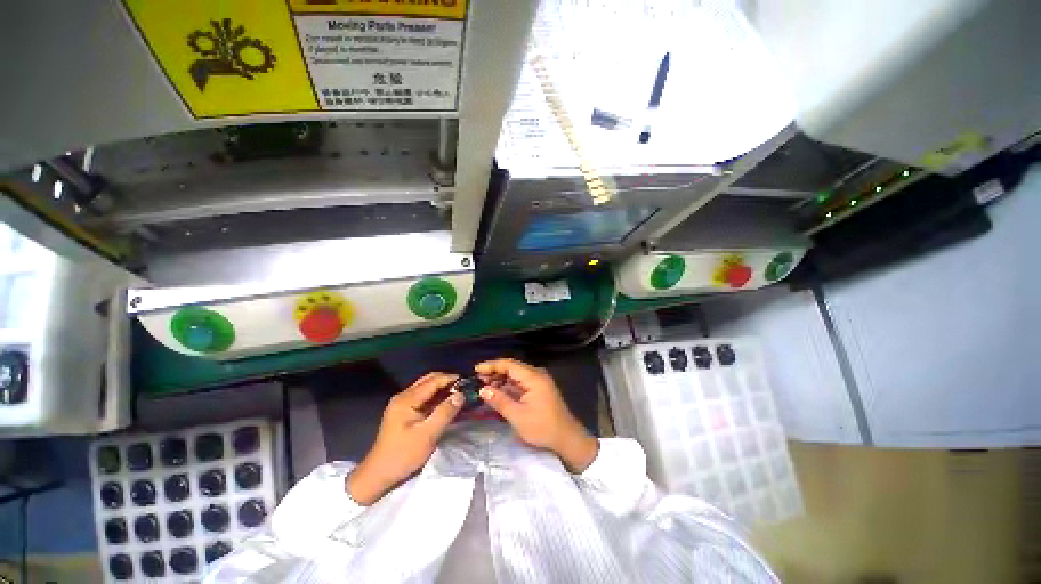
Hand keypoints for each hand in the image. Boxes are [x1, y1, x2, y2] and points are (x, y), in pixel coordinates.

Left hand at [346, 372, 462, 504]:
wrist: (378, 474)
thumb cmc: (403, 455)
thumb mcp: (428, 435)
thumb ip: (445, 412)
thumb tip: (461, 395)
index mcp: (407, 399)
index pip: (433, 381)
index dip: (451, 379)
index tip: (468, 382)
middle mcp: (403, 396)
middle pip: (429, 380)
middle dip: (447, 381)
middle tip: (464, 388)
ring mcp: (402, 403)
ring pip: (426, 388)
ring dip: (442, 388)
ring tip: (459, 394)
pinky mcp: (404, 412)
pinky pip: (423, 397)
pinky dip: (436, 397)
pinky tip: (446, 403)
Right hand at [475, 358, 598, 472]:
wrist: (567, 439)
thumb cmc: (543, 427)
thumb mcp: (518, 416)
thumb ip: (499, 400)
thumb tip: (482, 389)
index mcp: (533, 377)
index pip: (509, 364)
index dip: (491, 366)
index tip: (475, 370)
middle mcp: (536, 375)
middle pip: (512, 368)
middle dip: (494, 372)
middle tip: (477, 380)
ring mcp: (538, 382)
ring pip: (515, 375)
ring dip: (500, 379)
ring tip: (483, 386)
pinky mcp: (538, 390)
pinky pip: (520, 383)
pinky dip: (508, 386)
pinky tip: (497, 392)